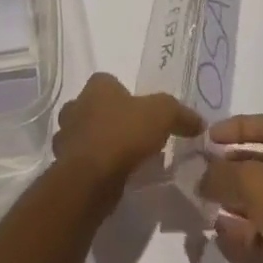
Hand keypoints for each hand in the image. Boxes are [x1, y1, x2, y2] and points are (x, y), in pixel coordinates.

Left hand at [52, 73, 202, 195]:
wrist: (90, 179)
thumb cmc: (123, 135)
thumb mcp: (162, 115)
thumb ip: (180, 114)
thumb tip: (199, 122)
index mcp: (97, 86)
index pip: (110, 83)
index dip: (126, 97)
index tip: (141, 116)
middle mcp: (76, 105)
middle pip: (95, 108)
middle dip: (110, 120)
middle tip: (132, 139)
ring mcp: (66, 136)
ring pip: (84, 135)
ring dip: (99, 144)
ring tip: (123, 161)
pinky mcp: (63, 165)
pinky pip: (81, 161)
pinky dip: (93, 167)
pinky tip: (110, 178)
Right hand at [199, 113, 262, 262]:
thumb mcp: (255, 185)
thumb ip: (223, 175)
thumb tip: (201, 176)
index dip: (238, 127)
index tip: (210, 138)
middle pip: (258, 163)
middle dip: (229, 168)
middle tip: (200, 178)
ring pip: (257, 200)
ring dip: (231, 202)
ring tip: (204, 209)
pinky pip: (261, 231)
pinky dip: (241, 232)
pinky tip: (221, 238)